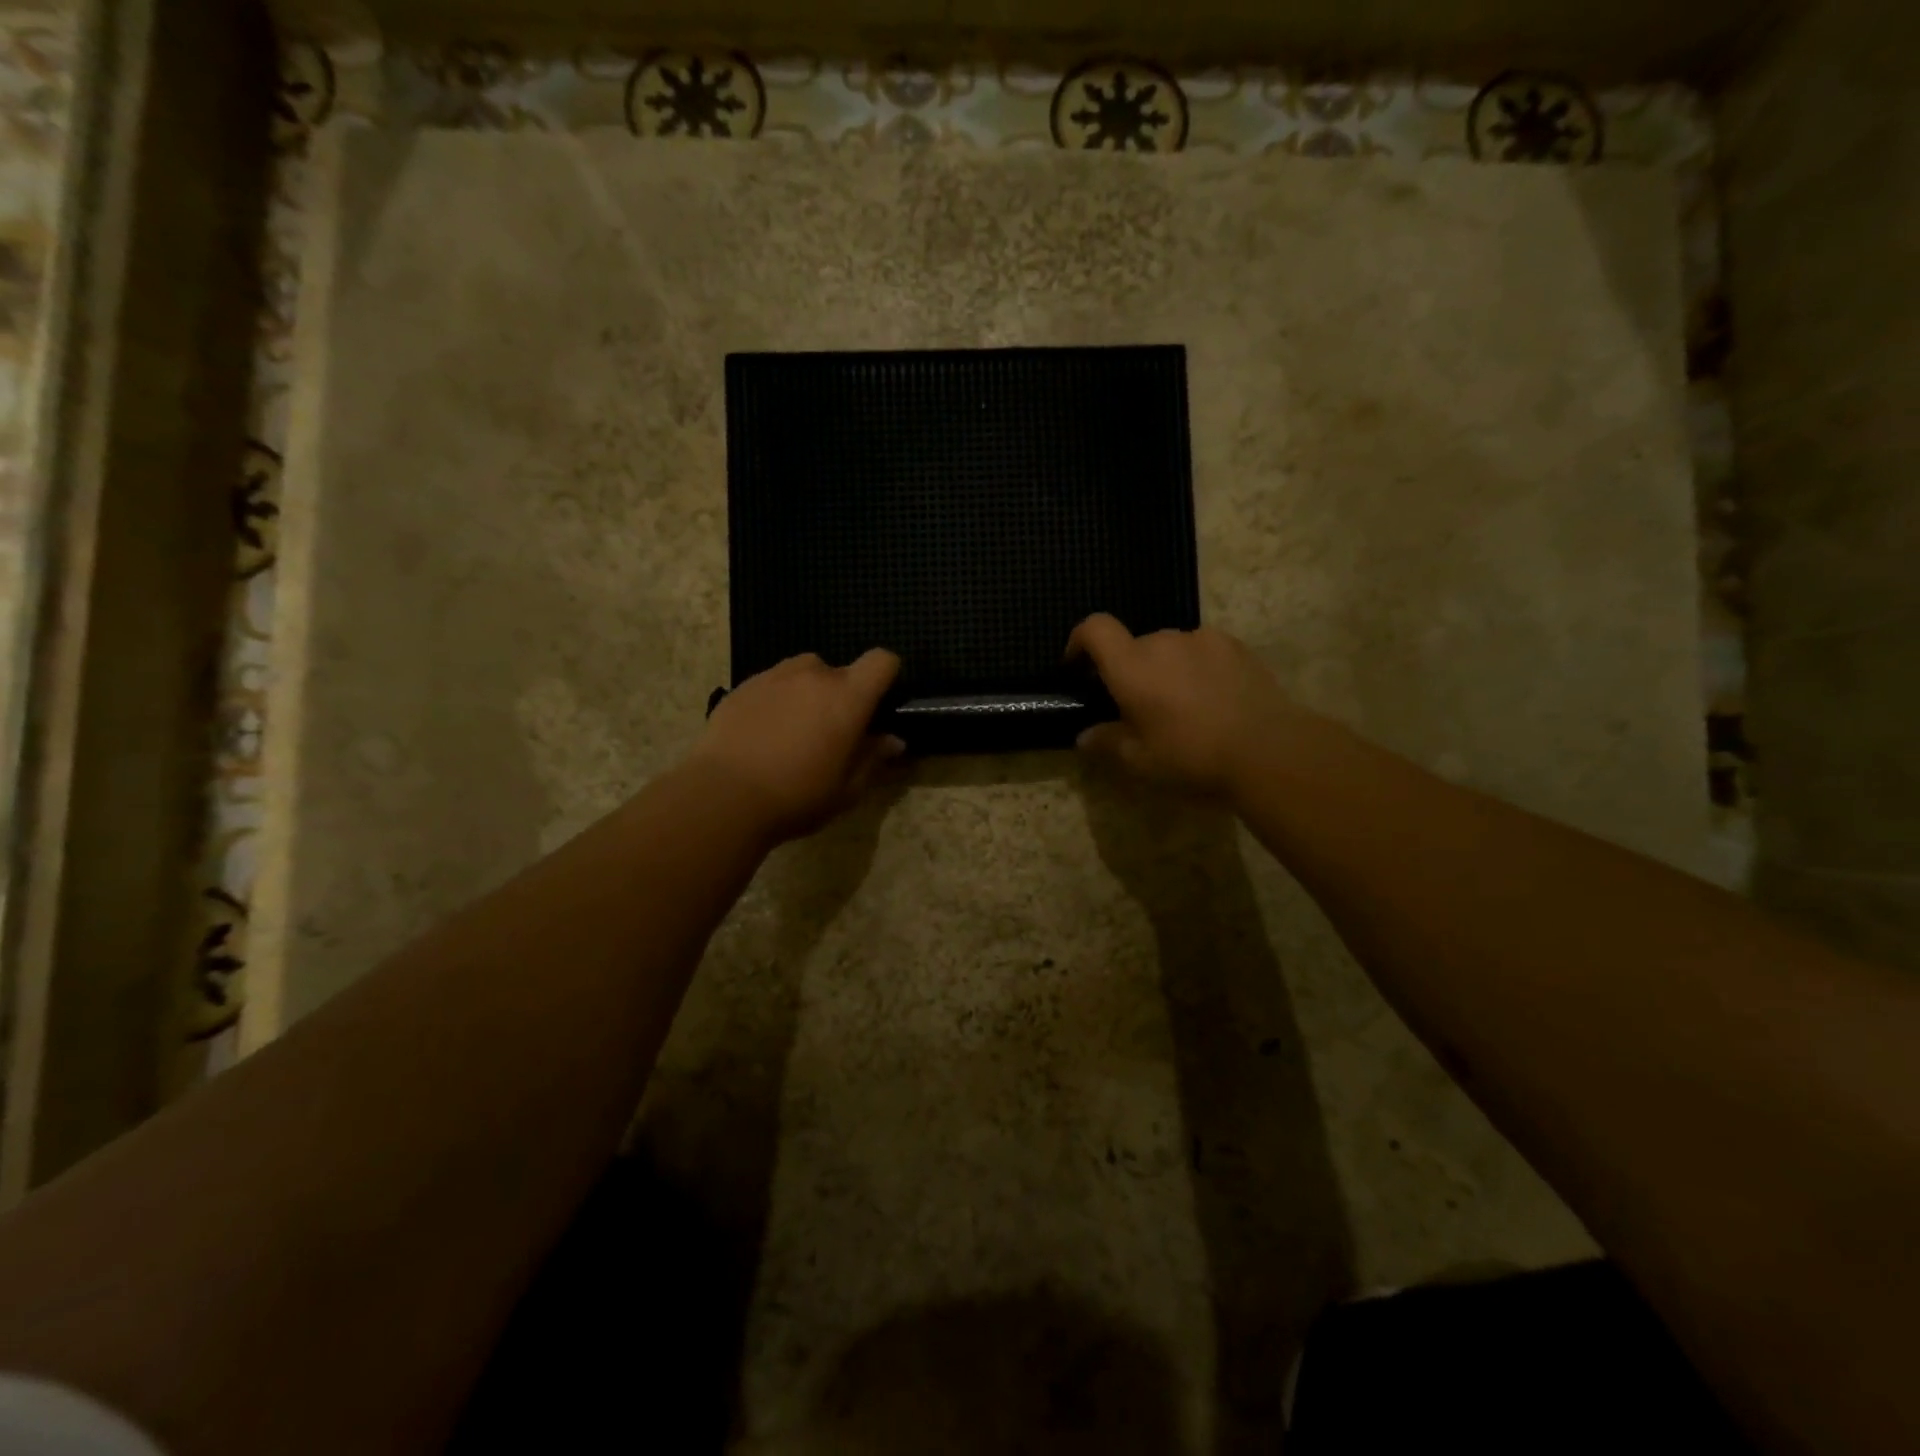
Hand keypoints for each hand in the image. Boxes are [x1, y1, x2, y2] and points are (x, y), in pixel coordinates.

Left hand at [686, 650, 904, 842]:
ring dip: (808, 692)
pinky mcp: (742, 686)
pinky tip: (764, 734)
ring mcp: (774, 676)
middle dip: (843, 695)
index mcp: (848, 697)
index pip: (881, 661)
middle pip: (841, 671)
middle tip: (832, 732)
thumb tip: (893, 741)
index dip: (886, 676)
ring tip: (795, 729)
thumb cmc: (796, 796)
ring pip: (804, 673)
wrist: (723, 796)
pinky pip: (773, 684)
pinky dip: (777, 699)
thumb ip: (873, 759)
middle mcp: (814, 675)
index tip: (878, 704)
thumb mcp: (846, 790)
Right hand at [1067, 614, 1285, 793]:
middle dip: (1129, 669)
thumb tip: (1085, 736)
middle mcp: (1163, 641)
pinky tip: (1212, 698)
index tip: (1078, 667)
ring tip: (1181, 705)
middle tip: (1138, 706)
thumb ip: (1107, 742)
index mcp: (1132, 666)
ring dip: (1165, 668)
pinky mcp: (1236, 646)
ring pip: (1170, 648)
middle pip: (1134, 644)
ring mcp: (1203, 639)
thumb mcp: (1140, 761)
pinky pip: (1202, 650)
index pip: (1094, 629)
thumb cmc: (1192, 756)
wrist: (1269, 750)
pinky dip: (1197, 667)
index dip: (1079, 641)